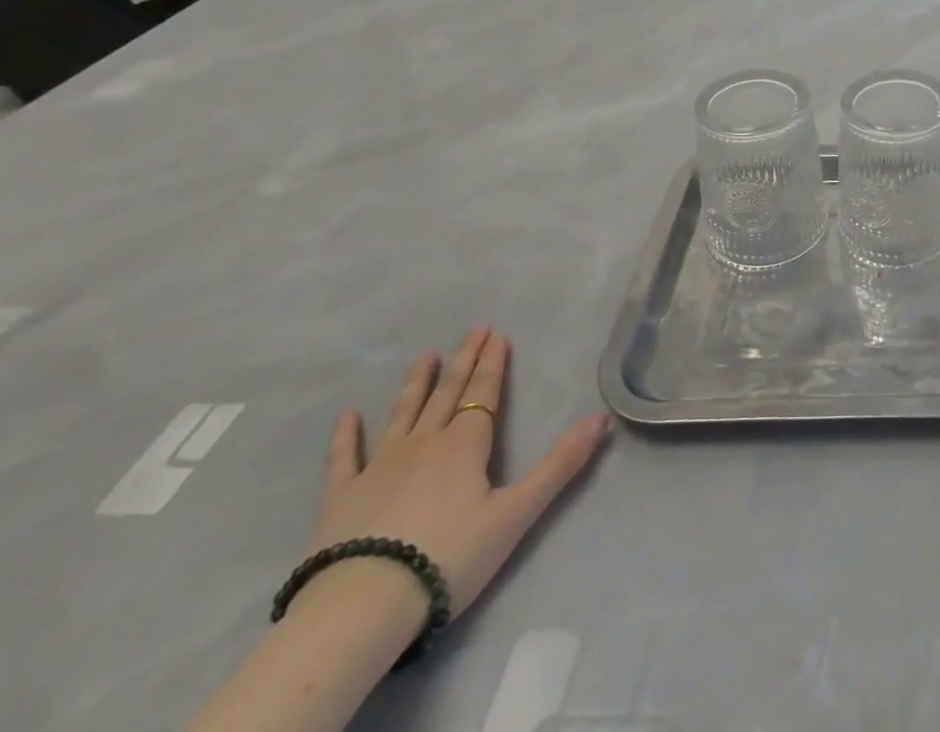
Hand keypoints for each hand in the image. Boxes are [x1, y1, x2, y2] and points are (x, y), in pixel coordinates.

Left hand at [308, 327, 608, 617]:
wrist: (360, 609)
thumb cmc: (448, 558)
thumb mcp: (516, 514)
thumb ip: (559, 464)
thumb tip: (599, 418)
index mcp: (465, 445)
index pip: (483, 393)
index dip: (492, 363)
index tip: (496, 334)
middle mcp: (424, 443)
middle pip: (448, 393)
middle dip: (463, 360)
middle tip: (473, 330)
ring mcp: (378, 467)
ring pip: (403, 414)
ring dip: (417, 384)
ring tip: (426, 356)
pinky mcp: (340, 498)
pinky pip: (344, 458)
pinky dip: (346, 435)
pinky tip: (348, 416)